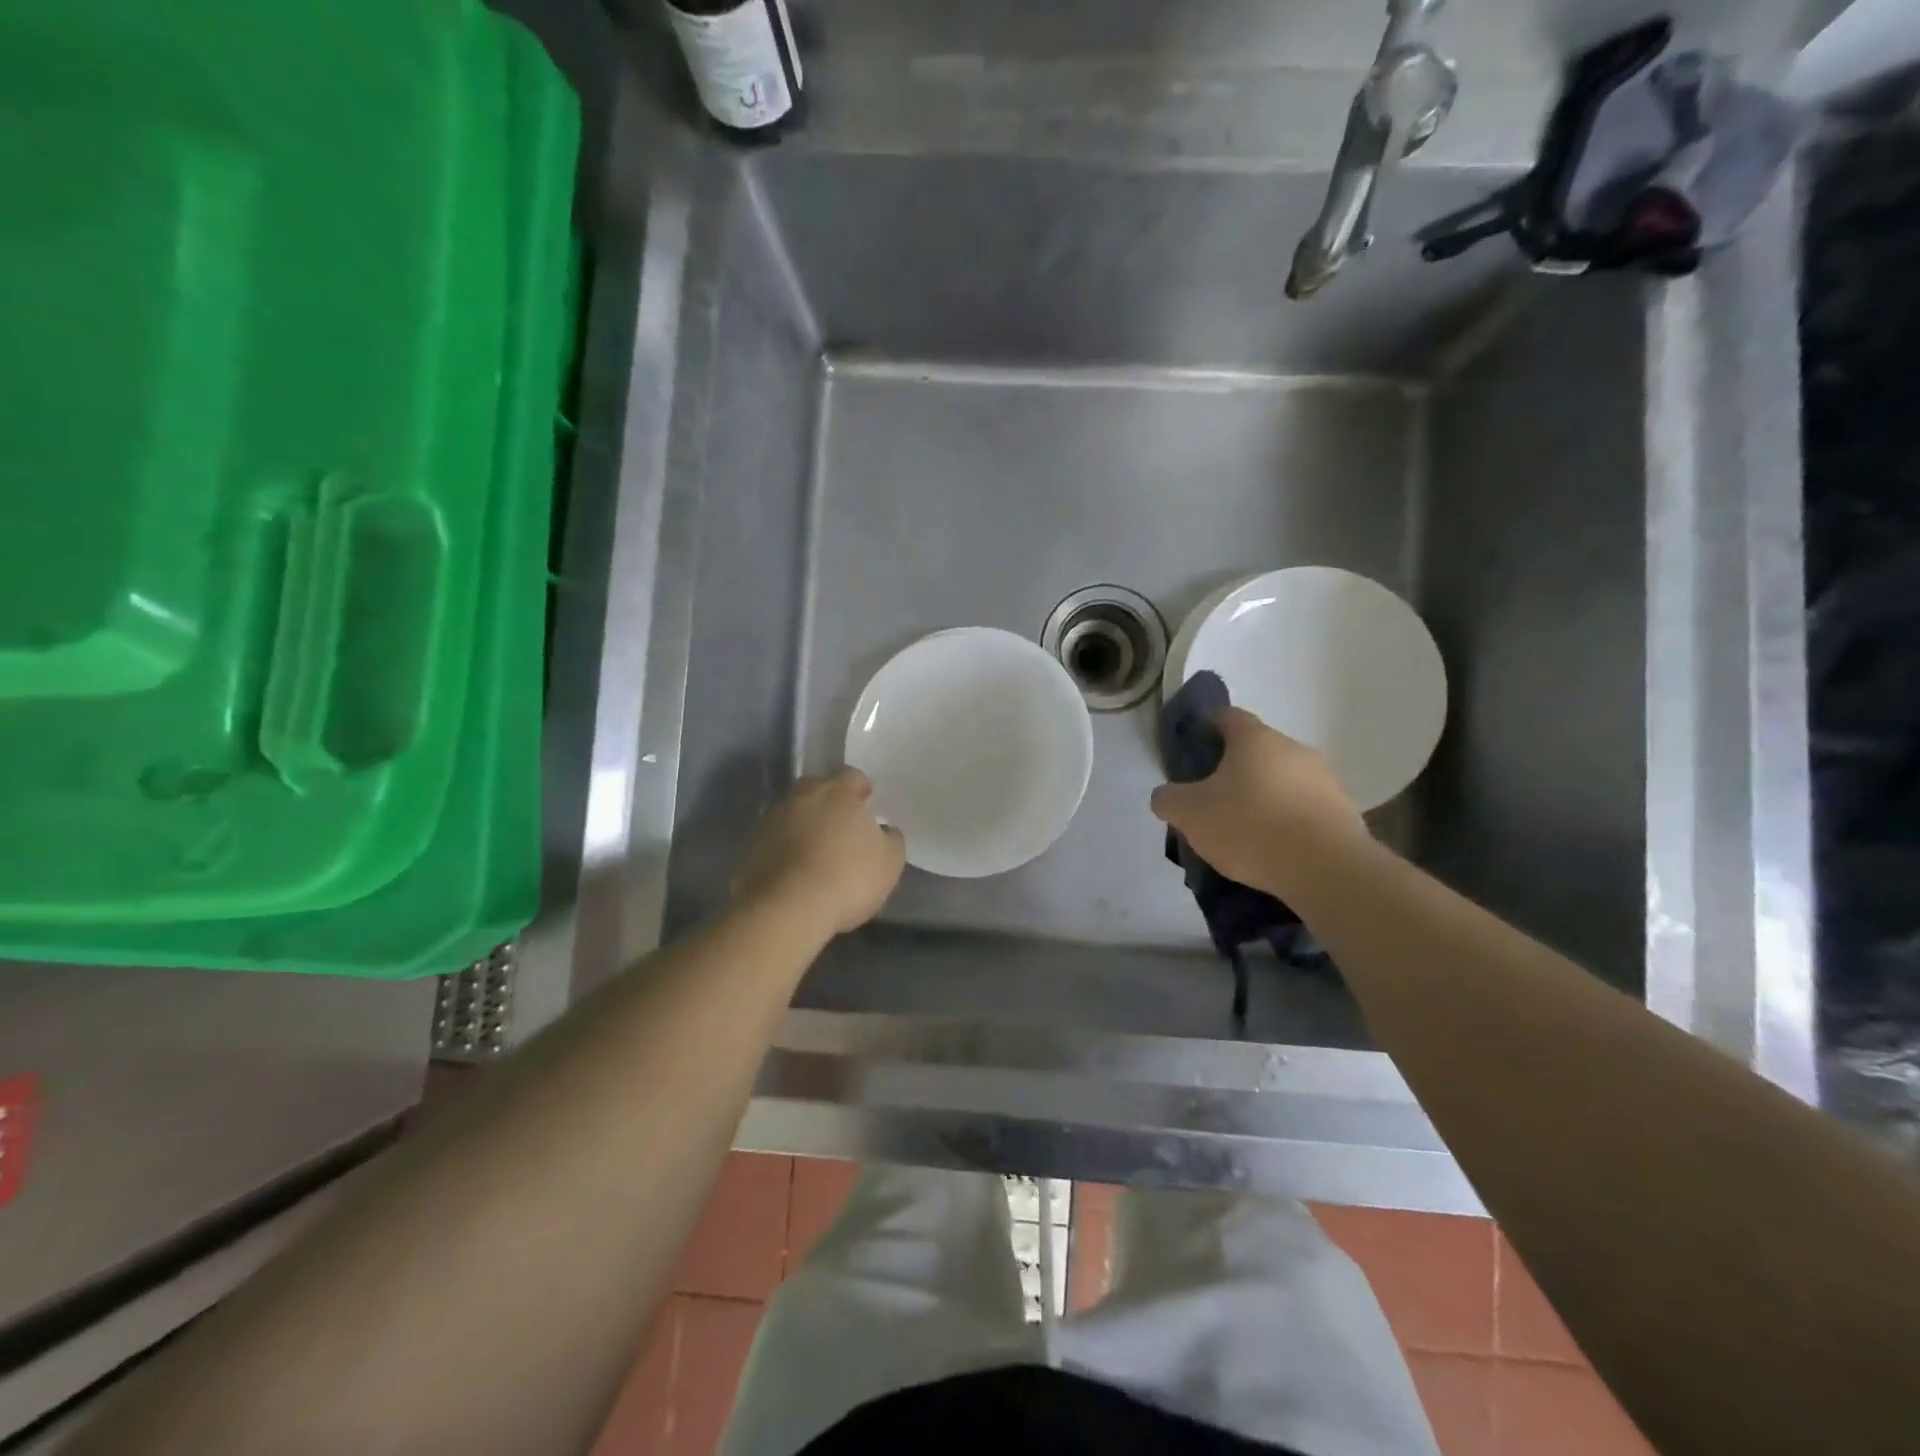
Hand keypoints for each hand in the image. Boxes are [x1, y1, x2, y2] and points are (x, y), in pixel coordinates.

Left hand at [734, 769, 905, 936]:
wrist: (786, 909)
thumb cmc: (848, 877)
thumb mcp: (889, 861)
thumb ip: (891, 839)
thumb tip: (884, 831)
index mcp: (837, 791)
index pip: (852, 776)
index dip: (862, 789)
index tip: (868, 803)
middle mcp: (801, 796)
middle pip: (817, 790)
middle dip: (830, 803)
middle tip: (842, 825)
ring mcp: (771, 820)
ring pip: (793, 813)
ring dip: (804, 825)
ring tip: (817, 851)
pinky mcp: (750, 847)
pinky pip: (775, 840)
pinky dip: (785, 849)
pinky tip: (796, 871)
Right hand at [1150, 707, 1369, 901]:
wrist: (1326, 869)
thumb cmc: (1250, 826)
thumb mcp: (1189, 814)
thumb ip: (1169, 799)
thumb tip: (1167, 795)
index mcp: (1254, 738)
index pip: (1227, 716)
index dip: (1206, 728)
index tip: (1193, 750)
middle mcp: (1293, 748)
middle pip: (1257, 750)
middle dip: (1235, 770)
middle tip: (1213, 799)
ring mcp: (1325, 779)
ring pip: (1283, 780)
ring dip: (1265, 796)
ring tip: (1246, 831)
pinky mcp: (1344, 812)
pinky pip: (1305, 809)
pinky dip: (1289, 821)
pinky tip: (1275, 849)